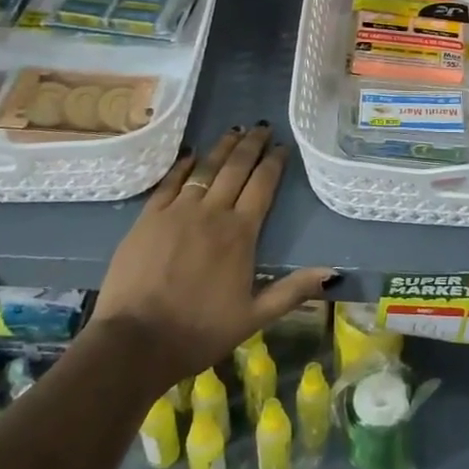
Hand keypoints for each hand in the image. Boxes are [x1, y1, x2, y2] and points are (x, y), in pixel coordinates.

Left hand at [90, 124, 336, 384]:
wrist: (135, 342)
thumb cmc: (199, 331)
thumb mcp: (254, 317)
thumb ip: (293, 290)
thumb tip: (332, 273)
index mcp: (241, 233)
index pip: (263, 185)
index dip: (274, 163)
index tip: (283, 146)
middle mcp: (212, 212)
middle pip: (236, 168)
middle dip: (251, 145)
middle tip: (261, 126)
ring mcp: (177, 211)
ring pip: (205, 168)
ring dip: (222, 147)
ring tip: (234, 130)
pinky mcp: (148, 218)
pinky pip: (170, 182)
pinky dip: (183, 165)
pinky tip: (191, 154)